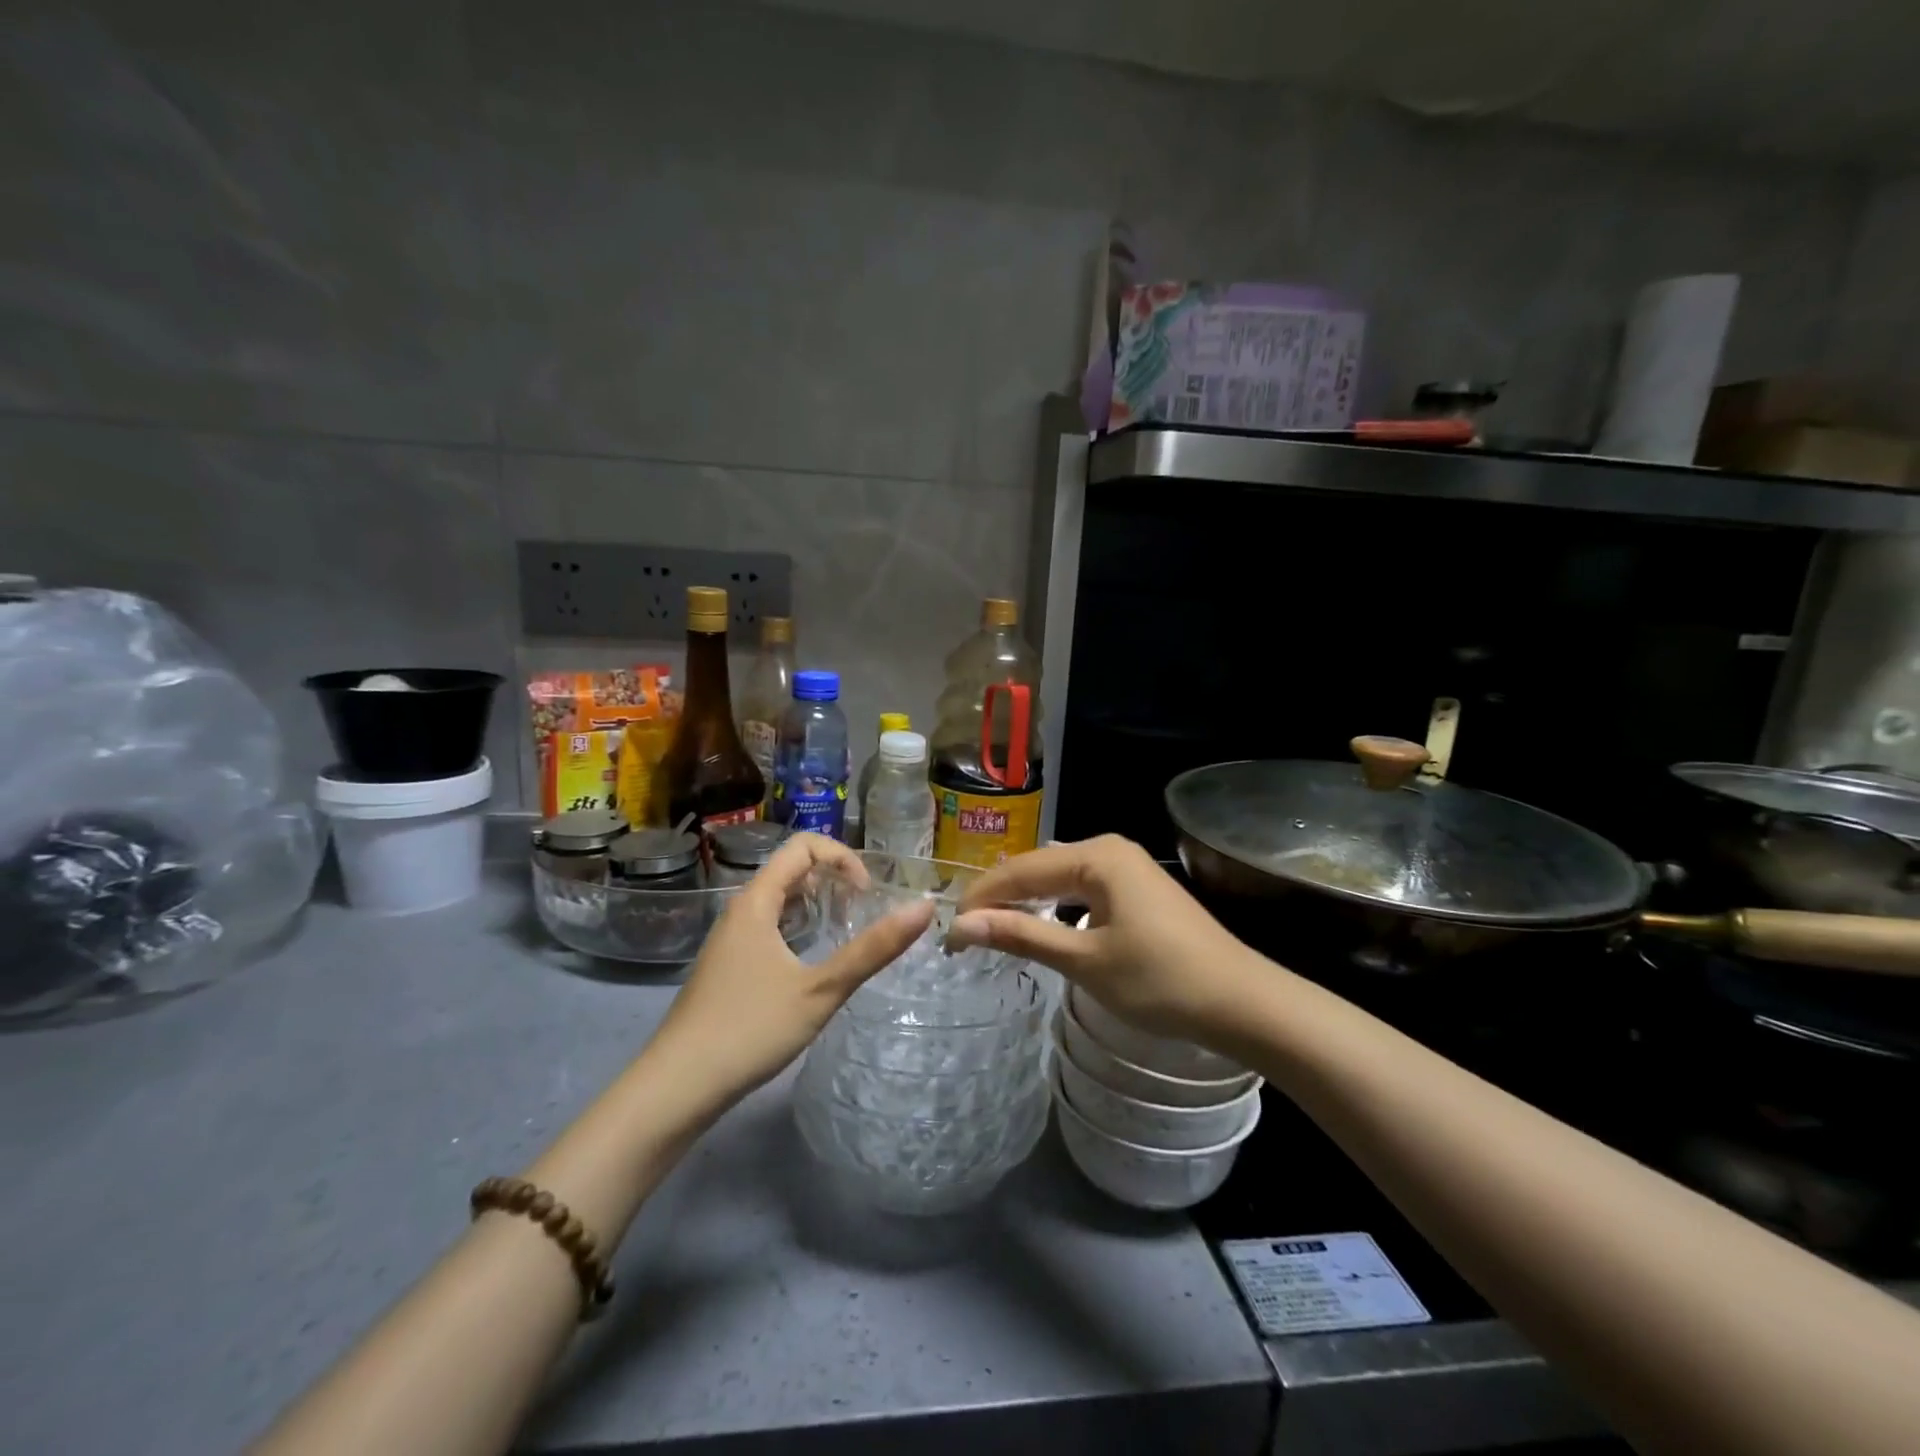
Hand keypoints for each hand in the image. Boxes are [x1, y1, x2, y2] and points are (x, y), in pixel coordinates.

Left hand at [649, 833, 933, 1108]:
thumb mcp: (821, 990)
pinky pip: (769, 926)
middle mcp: (740, 910)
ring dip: (816, 903)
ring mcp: (730, 939)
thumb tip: (923, 908)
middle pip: (790, 868)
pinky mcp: (728, 966)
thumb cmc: (750, 1030)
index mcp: (756, 902)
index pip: (802, 846)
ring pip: (778, 900)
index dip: (842, 857)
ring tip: (845, 929)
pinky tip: (812, 961)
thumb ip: (873, 949)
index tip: (867, 894)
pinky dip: (798, 927)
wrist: (676, 1087)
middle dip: (833, 878)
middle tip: (864, 909)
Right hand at [947, 835, 1261, 1045]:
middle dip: (1000, 899)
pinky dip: (1055, 908)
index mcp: (1096, 855)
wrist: (1241, 1002)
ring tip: (992, 931)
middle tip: (965, 935)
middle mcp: (1109, 849)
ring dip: (1027, 903)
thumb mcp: (1084, 960)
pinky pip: (1082, 890)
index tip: (949, 932)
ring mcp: (1127, 868)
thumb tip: (960, 925)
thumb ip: (1021, 936)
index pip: (1020, 870)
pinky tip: (1041, 928)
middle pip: (1038, 869)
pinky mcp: (1138, 890)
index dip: (981, 899)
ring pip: (1060, 879)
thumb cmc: (1160, 980)